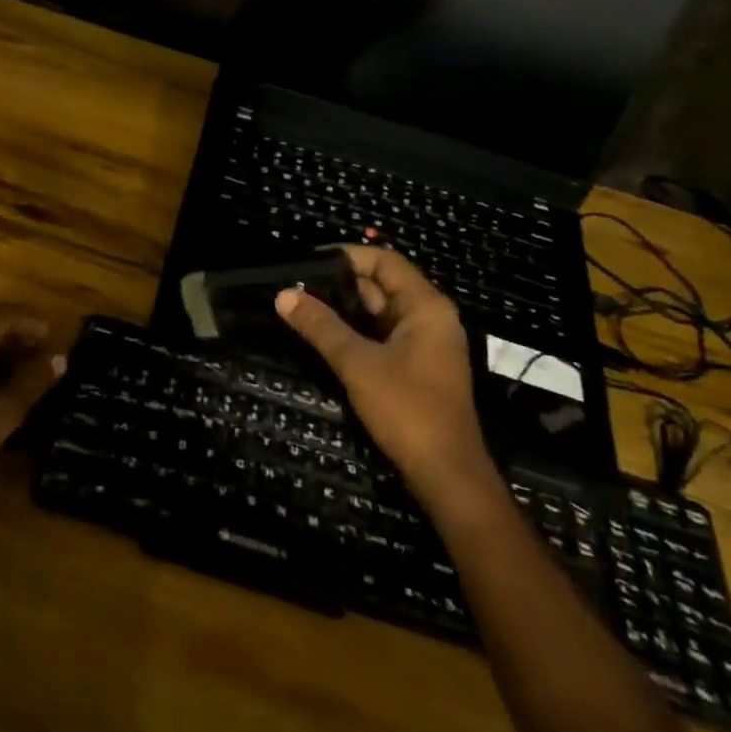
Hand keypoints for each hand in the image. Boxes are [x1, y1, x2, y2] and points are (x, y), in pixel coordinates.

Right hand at [275, 247, 496, 506]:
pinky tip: (323, 334)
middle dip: (339, 283)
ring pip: (379, 312)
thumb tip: (283, 294)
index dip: (347, 255)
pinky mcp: (416, 366)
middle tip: (296, 284)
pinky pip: (382, 335)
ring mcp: (424, 343)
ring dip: (344, 308)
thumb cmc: (407, 410)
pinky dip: (355, 330)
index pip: (385, 261)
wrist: (447, 476)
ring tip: (301, 304)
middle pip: (381, 284)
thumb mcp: (358, 364)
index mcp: (426, 306)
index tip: (308, 259)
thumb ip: (321, 326)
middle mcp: (429, 317)